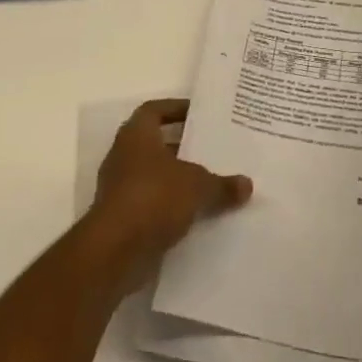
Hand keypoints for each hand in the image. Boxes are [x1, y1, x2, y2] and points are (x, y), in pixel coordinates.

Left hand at [87, 99, 251, 294]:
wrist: (113, 252)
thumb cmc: (153, 198)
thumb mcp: (198, 186)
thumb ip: (222, 184)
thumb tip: (247, 185)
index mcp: (137, 136)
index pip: (155, 110)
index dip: (176, 109)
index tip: (200, 115)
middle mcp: (124, 157)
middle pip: (156, 144)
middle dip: (184, 147)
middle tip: (213, 149)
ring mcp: (119, 189)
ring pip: (155, 176)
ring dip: (179, 180)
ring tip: (211, 182)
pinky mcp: (121, 219)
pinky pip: (152, 205)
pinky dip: (171, 207)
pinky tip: (198, 214)